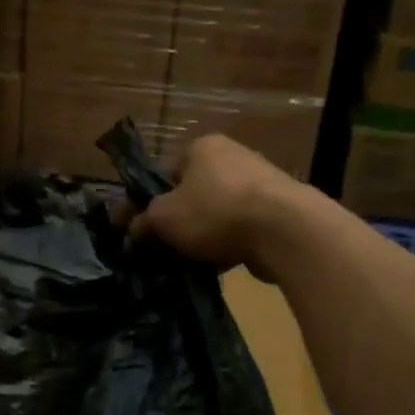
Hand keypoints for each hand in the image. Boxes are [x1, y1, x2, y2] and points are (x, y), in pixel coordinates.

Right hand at [131, 134, 298, 274]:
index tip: (129, 229)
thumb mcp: (163, 218)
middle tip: (155, 248)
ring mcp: (258, 184)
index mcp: (201, 147)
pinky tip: (213, 266)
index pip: (160, 173)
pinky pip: (237, 230)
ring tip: (183, 263)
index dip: (141, 202)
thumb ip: (142, 223)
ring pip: (212, 214)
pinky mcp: (276, 212)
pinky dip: (223, 246)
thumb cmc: (214, 212)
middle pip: (188, 194)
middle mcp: (231, 157)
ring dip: (196, 237)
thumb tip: (132, 232)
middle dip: (170, 222)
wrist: (284, 231)